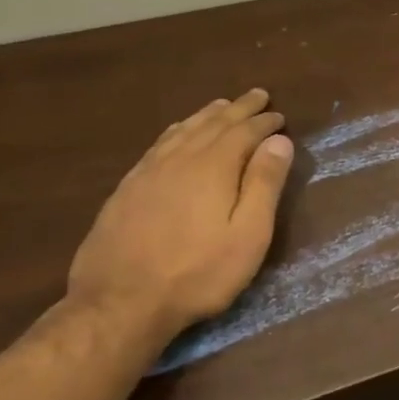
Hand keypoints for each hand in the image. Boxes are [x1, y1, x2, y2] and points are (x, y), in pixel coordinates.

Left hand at [67, 89, 293, 341]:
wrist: (119, 304)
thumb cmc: (198, 273)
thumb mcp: (248, 235)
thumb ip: (264, 184)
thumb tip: (278, 140)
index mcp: (213, 167)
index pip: (244, 132)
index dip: (264, 122)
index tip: (279, 115)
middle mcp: (180, 159)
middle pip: (213, 124)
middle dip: (238, 109)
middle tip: (257, 95)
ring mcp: (148, 172)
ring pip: (183, 131)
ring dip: (207, 115)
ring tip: (222, 106)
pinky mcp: (127, 189)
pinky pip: (158, 145)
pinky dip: (177, 131)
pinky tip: (178, 133)